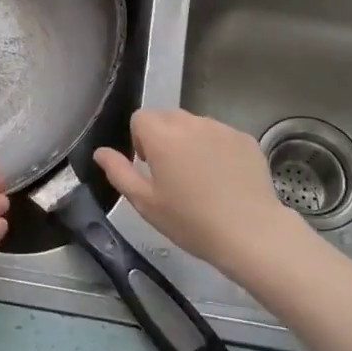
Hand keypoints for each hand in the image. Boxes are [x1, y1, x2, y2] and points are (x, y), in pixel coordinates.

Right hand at [94, 110, 309, 278]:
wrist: (250, 232)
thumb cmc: (190, 221)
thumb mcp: (145, 202)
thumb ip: (118, 171)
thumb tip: (101, 152)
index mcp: (162, 135)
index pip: (140, 118)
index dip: (140, 141)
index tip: (150, 168)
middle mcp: (191, 122)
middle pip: (168, 118)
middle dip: (164, 139)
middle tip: (172, 176)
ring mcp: (221, 128)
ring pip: (195, 126)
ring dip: (190, 143)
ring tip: (200, 180)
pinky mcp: (245, 138)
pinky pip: (221, 136)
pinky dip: (217, 150)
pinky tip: (224, 181)